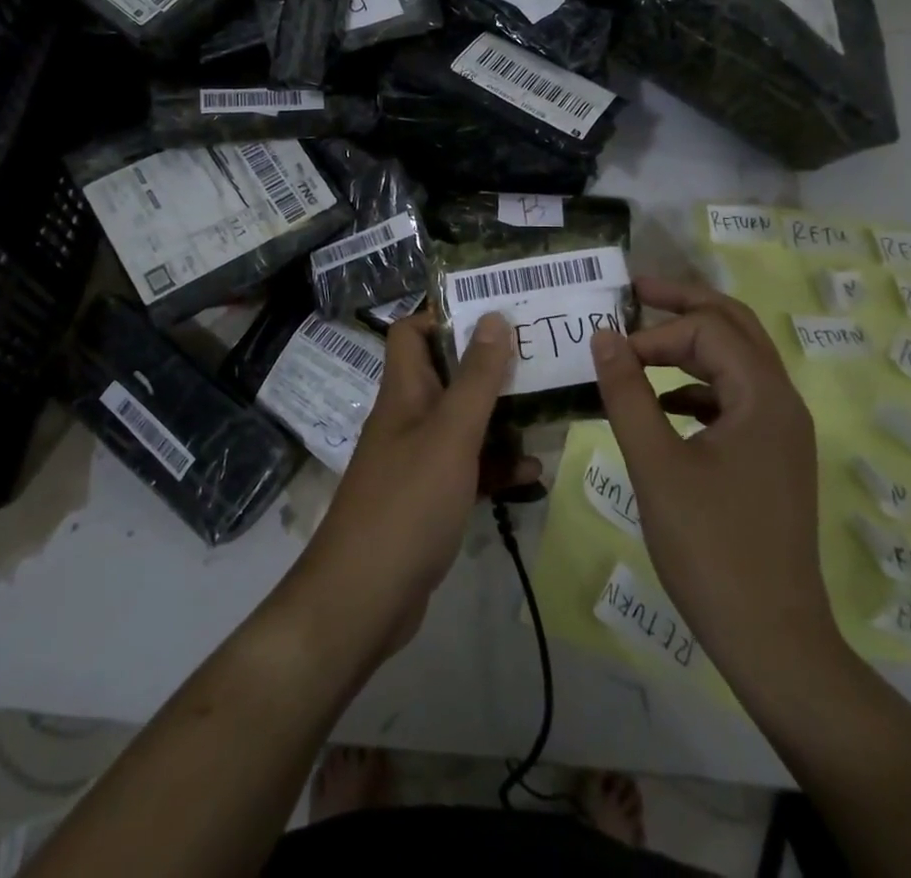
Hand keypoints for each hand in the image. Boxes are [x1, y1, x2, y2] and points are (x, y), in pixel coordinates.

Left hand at [281, 310, 537, 664]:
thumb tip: (494, 317)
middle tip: (538, 358)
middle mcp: (408, 418)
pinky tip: (533, 474)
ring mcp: (417, 461)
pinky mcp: (430, 499)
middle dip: (489, 367)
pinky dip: (496, 467)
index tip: (494, 312)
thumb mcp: (450, 435)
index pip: (412, 332)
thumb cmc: (407, 503)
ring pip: (463, 424)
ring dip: (500, 419)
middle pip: (447, 376)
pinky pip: (468, 470)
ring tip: (546, 411)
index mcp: (404, 392)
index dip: (445, 316)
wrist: (364, 598)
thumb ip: (476, 379)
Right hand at [591, 277, 841, 678]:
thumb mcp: (655, 465)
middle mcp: (782, 403)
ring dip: (692, 345)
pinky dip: (698, 386)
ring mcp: (782, 431)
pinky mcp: (772, 457)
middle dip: (684, 306)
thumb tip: (603, 335)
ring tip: (642, 345)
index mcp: (763, 397)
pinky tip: (663, 405)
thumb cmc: (710, 548)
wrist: (771, 639)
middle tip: (636, 291)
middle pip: (735, 327)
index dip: (655, 333)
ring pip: (738, 361)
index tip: (611, 356)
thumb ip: (627, 394)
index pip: (707, 331)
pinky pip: (735, 398)